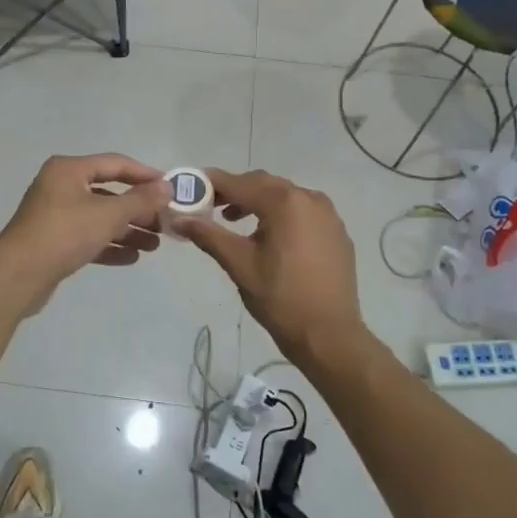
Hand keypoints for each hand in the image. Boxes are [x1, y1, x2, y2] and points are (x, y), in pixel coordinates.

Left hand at [0, 154, 170, 313]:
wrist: (18, 275)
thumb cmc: (64, 233)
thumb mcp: (108, 214)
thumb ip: (140, 200)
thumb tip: (167, 186)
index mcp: (69, 170)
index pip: (115, 164)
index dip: (144, 174)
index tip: (169, 187)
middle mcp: (61, 187)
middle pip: (108, 193)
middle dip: (138, 209)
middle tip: (164, 223)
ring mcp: (55, 215)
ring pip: (99, 217)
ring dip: (127, 230)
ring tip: (154, 245)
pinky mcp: (54, 241)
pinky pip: (88, 237)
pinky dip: (109, 245)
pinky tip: (132, 257)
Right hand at [174, 169, 368, 368]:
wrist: (329, 334)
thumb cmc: (280, 298)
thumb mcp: (239, 264)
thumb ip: (209, 235)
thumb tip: (180, 219)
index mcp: (285, 202)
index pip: (240, 183)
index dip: (213, 183)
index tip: (192, 186)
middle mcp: (310, 198)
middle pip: (264, 184)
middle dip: (236, 192)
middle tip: (210, 206)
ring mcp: (328, 215)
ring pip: (285, 197)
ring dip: (259, 202)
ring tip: (235, 222)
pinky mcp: (337, 232)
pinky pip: (303, 212)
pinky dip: (281, 215)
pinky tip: (270, 238)